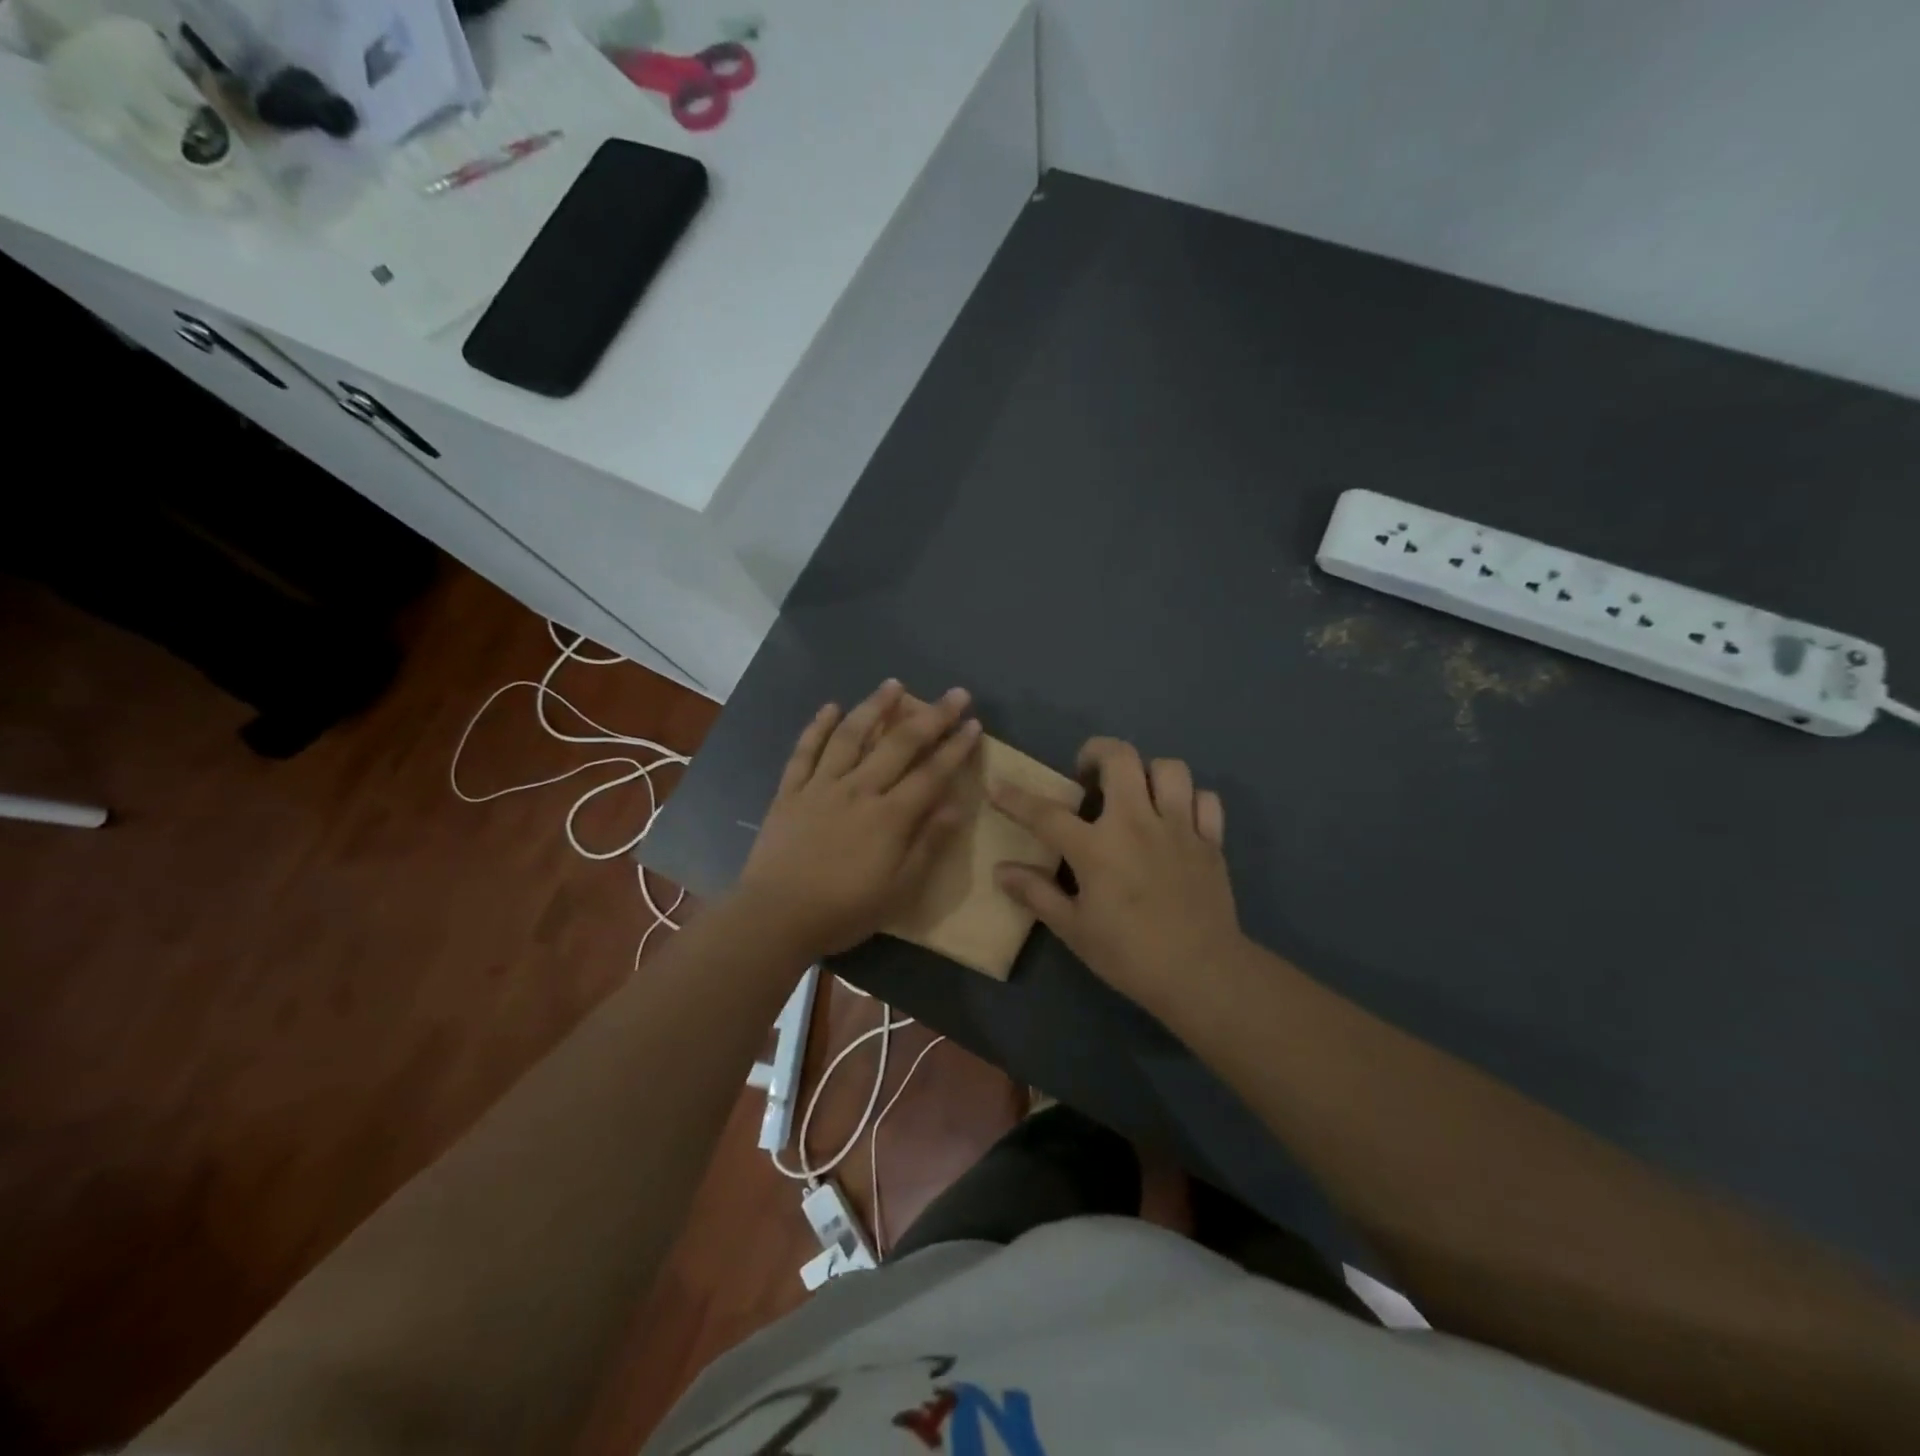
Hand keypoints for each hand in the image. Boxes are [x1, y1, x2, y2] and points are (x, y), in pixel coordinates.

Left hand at [735, 680, 982, 960]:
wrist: (775, 917)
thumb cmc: (843, 910)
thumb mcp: (899, 889)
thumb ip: (928, 844)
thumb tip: (955, 805)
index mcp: (889, 816)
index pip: (931, 773)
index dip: (955, 747)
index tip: (973, 723)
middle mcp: (858, 789)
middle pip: (899, 744)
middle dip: (930, 716)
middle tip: (953, 692)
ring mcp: (821, 786)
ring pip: (851, 736)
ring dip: (874, 707)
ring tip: (893, 684)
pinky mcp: (790, 792)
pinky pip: (805, 752)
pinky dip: (817, 727)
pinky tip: (830, 707)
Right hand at [990, 737, 1240, 1015]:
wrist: (1203, 974)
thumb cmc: (1130, 954)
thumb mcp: (1074, 929)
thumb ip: (1037, 893)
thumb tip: (1000, 870)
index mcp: (1097, 847)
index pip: (1047, 813)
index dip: (1017, 798)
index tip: (997, 786)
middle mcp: (1137, 823)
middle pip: (1120, 758)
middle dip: (1097, 752)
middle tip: (1087, 774)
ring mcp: (1179, 827)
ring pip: (1169, 769)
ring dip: (1148, 772)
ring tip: (1136, 792)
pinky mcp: (1211, 841)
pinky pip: (1206, 800)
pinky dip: (1191, 800)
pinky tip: (1177, 818)